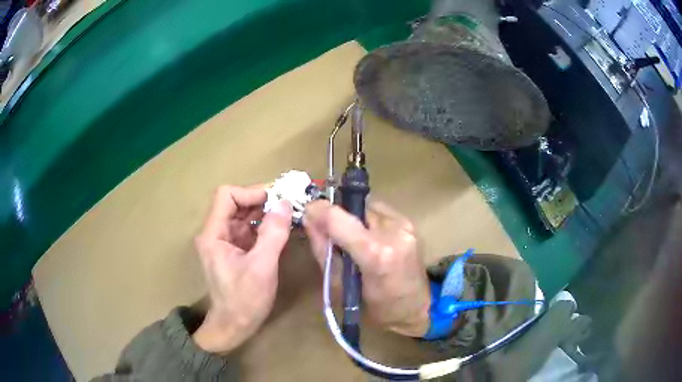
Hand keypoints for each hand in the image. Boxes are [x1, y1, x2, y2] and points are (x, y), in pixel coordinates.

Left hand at [192, 185, 292, 352]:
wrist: (233, 327)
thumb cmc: (244, 300)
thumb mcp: (261, 267)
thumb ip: (273, 234)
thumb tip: (285, 203)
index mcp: (213, 234)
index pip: (227, 195)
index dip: (251, 192)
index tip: (277, 199)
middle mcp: (216, 233)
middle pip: (235, 203)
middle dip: (261, 200)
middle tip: (289, 204)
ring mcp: (225, 242)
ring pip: (244, 216)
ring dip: (265, 212)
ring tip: (289, 214)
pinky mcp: (235, 251)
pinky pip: (249, 230)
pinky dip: (265, 226)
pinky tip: (281, 229)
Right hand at [304, 200, 430, 336]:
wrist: (416, 308)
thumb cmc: (375, 309)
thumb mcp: (339, 286)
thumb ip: (322, 250)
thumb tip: (309, 219)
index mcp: (375, 254)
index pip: (338, 218)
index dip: (318, 210)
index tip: (308, 213)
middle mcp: (393, 232)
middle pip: (353, 207)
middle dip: (338, 217)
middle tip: (333, 237)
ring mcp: (405, 225)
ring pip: (366, 207)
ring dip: (354, 219)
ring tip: (355, 242)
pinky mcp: (411, 223)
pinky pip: (380, 212)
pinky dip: (369, 222)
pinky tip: (371, 240)